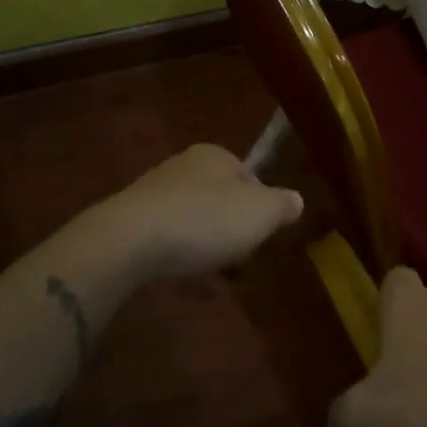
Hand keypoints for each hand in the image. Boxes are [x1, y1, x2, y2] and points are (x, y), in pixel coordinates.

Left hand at [98, 143, 303, 279]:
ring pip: (194, 217)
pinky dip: (178, 251)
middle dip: (231, 226)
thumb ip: (283, 205)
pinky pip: (167, 235)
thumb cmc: (205, 220)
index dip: (261, 207)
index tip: (261, 235)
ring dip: (205, 242)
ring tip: (211, 270)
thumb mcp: (261, 213)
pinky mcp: (131, 219)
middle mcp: (183, 164)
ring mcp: (154, 190)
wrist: (130, 240)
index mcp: (216, 154)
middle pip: (221, 198)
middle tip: (239, 256)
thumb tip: (296, 199)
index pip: (250, 177)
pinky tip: (181, 272)